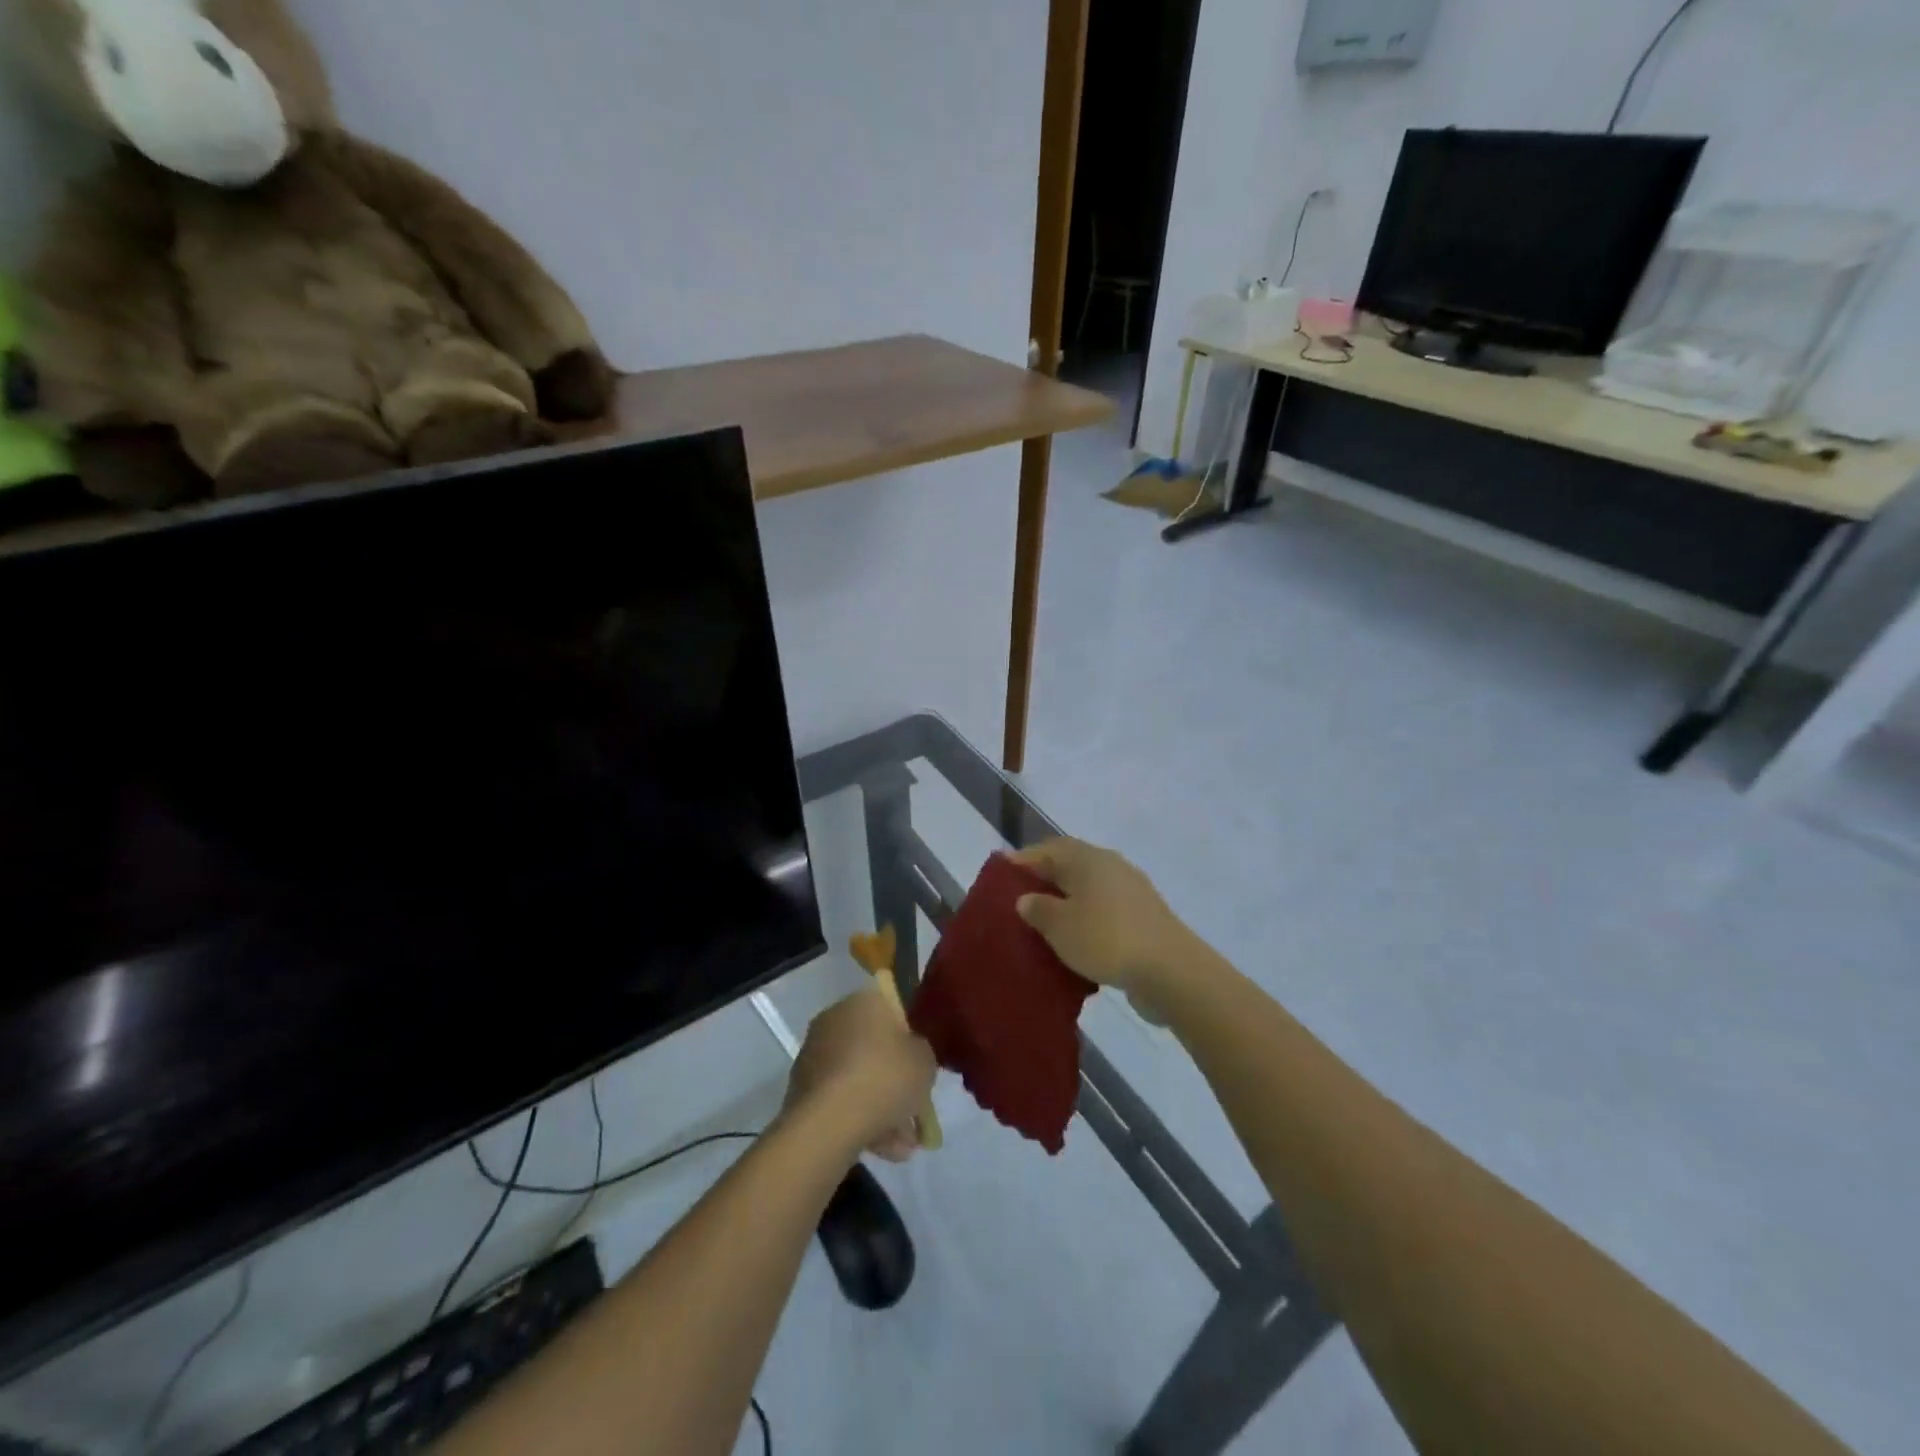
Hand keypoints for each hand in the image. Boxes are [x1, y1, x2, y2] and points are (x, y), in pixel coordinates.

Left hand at [784, 987, 936, 1162]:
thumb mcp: (925, 1061)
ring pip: (858, 1080)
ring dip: (881, 1109)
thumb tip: (910, 1056)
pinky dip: (860, 1120)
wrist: (829, 1122)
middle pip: (874, 1050)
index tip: (920, 1070)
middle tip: (914, 1113)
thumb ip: (921, 1054)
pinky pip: (840, 1100)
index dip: (909, 1043)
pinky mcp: (801, 1090)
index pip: (892, 1013)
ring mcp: (814, 1055)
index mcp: (863, 1001)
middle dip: (895, 1083)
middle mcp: (834, 1020)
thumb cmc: (884, 1077)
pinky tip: (883, 1151)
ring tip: (903, 1146)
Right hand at [1008, 839, 1198, 996]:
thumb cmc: (1106, 939)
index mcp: (1087, 858)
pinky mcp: (1143, 916)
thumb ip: (1037, 909)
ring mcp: (1131, 890)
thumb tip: (1027, 898)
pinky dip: (1087, 919)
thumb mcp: (1059, 926)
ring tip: (1045, 922)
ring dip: (1067, 901)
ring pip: (1089, 888)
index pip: (1048, 848)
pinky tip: (1077, 940)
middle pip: (1070, 865)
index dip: (1023, 860)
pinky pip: (1105, 909)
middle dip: (1044, 880)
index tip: (1001, 875)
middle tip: (1019, 900)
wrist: (1170, 969)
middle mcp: (1110, 865)